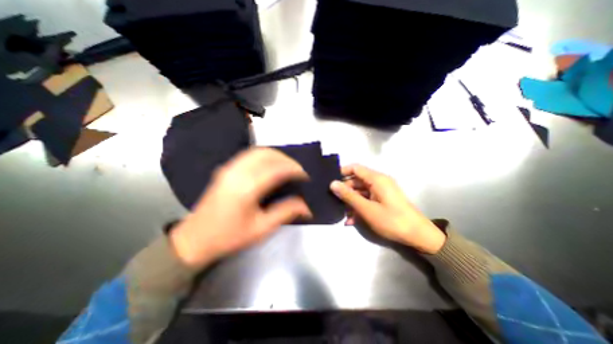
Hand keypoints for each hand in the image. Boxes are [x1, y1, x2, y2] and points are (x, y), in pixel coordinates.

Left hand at [173, 148, 312, 267]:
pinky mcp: (226, 169)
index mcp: (247, 188)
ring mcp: (229, 168)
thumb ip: (285, 212)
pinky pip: (249, 154)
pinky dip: (265, 155)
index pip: (276, 169)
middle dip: (287, 160)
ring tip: (288, 166)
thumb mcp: (261, 229)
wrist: (194, 239)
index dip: (294, 169)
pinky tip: (271, 164)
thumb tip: (306, 206)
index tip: (305, 176)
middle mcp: (237, 172)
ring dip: (276, 155)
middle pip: (268, 155)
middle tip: (298, 170)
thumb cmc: (229, 237)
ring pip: (258, 151)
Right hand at [330, 165, 445, 253]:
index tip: (329, 180)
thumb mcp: (366, 209)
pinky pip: (366, 200)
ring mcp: (381, 192)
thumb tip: (332, 184)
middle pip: (356, 181)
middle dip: (344, 191)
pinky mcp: (382, 200)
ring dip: (350, 202)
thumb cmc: (392, 220)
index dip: (341, 172)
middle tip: (333, 201)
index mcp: (376, 179)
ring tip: (341, 214)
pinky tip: (351, 220)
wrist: (418, 236)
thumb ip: (348, 196)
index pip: (355, 168)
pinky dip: (358, 207)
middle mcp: (378, 182)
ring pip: (360, 192)